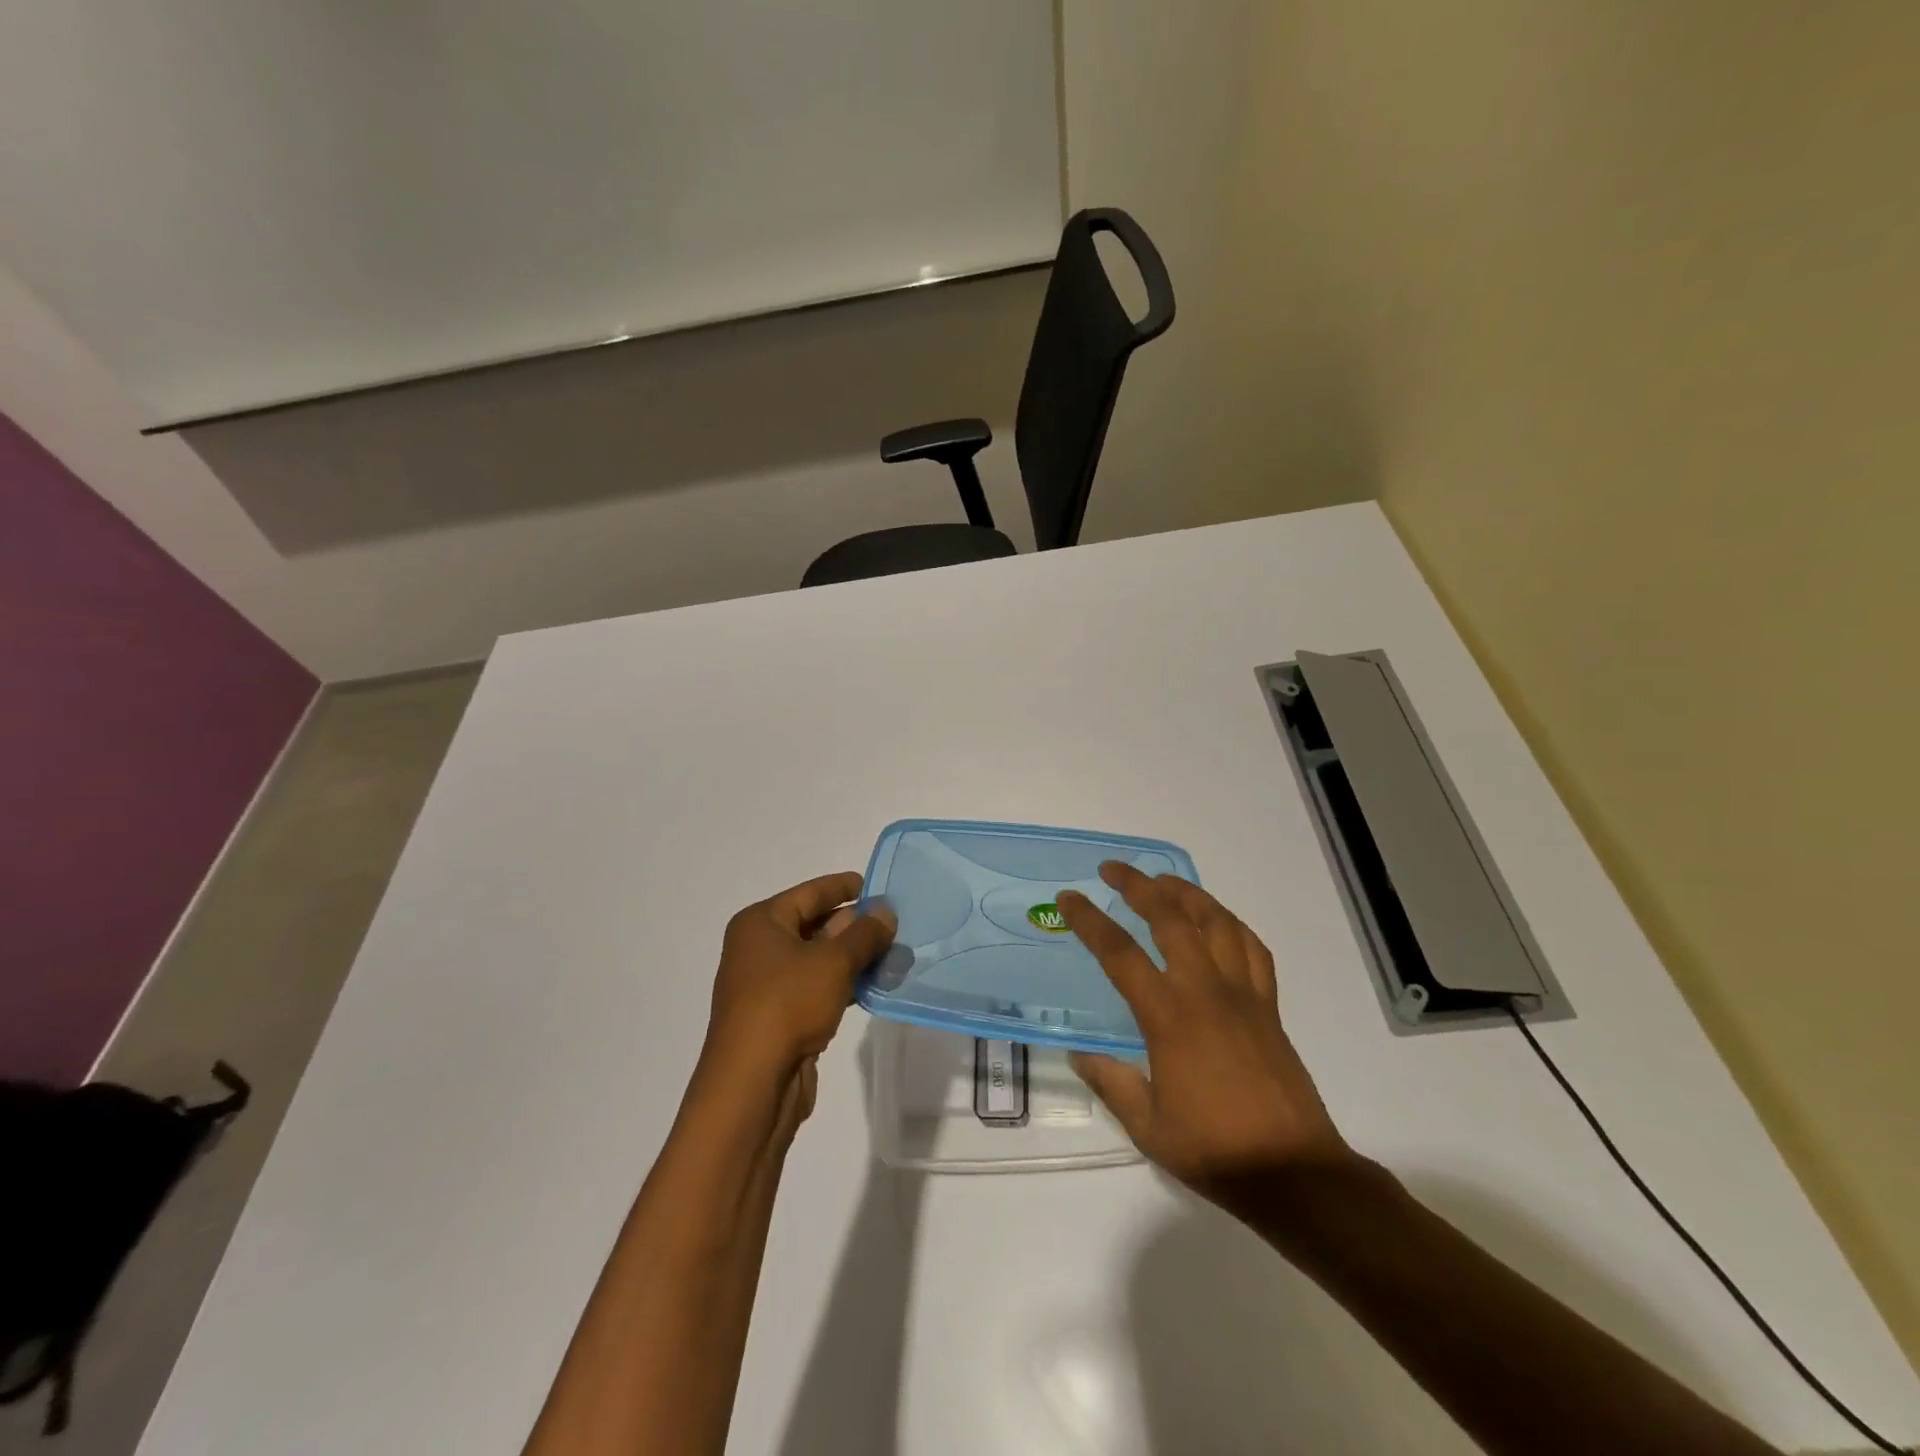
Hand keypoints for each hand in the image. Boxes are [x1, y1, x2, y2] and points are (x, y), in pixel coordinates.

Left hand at [701, 872, 895, 1119]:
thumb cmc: (788, 1004)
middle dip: (855, 925)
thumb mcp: (833, 961)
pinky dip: (845, 984)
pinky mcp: (780, 1016)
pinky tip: (876, 985)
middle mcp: (759, 948)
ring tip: (896, 954)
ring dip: (855, 957)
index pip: (810, 893)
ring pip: (819, 959)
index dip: (844, 887)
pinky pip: (818, 987)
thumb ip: (864, 934)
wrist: (752, 1083)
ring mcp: (768, 984)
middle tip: (896, 923)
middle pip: (814, 924)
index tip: (877, 885)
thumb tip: (885, 912)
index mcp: (761, 922)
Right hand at [1058, 862, 1350, 1199]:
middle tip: (1113, 869)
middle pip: (1171, 918)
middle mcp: (1205, 992)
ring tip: (1163, 882)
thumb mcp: (1147, 1126)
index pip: (1120, 954)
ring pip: (1216, 922)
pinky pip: (1252, 948)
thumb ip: (1111, 1084)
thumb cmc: (1215, 1151)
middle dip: (1138, 885)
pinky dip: (1230, 924)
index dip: (1090, 920)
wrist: (1294, 1172)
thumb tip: (1080, 1056)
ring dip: (1186, 893)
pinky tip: (1217, 922)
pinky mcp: (1269, 1006)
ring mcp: (1243, 994)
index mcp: (1169, 1017)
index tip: (1070, 898)